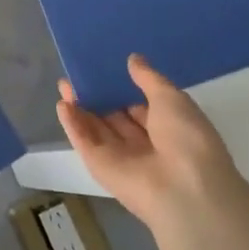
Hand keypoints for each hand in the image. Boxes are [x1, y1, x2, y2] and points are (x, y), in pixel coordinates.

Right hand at [56, 54, 242, 233]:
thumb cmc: (186, 139)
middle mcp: (144, 145)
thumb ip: (148, 78)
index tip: (107, 70)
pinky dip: (72, 124)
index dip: (125, 91)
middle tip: (78, 74)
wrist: (183, 190)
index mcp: (168, 130)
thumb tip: (133, 58)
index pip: (141, 109)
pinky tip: (61, 103)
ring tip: (64, 83)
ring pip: (96, 128)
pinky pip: (84, 142)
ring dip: (80, 107)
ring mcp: (120, 158)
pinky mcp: (100, 167)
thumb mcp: (172, 98)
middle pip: (115, 118)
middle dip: (98, 97)